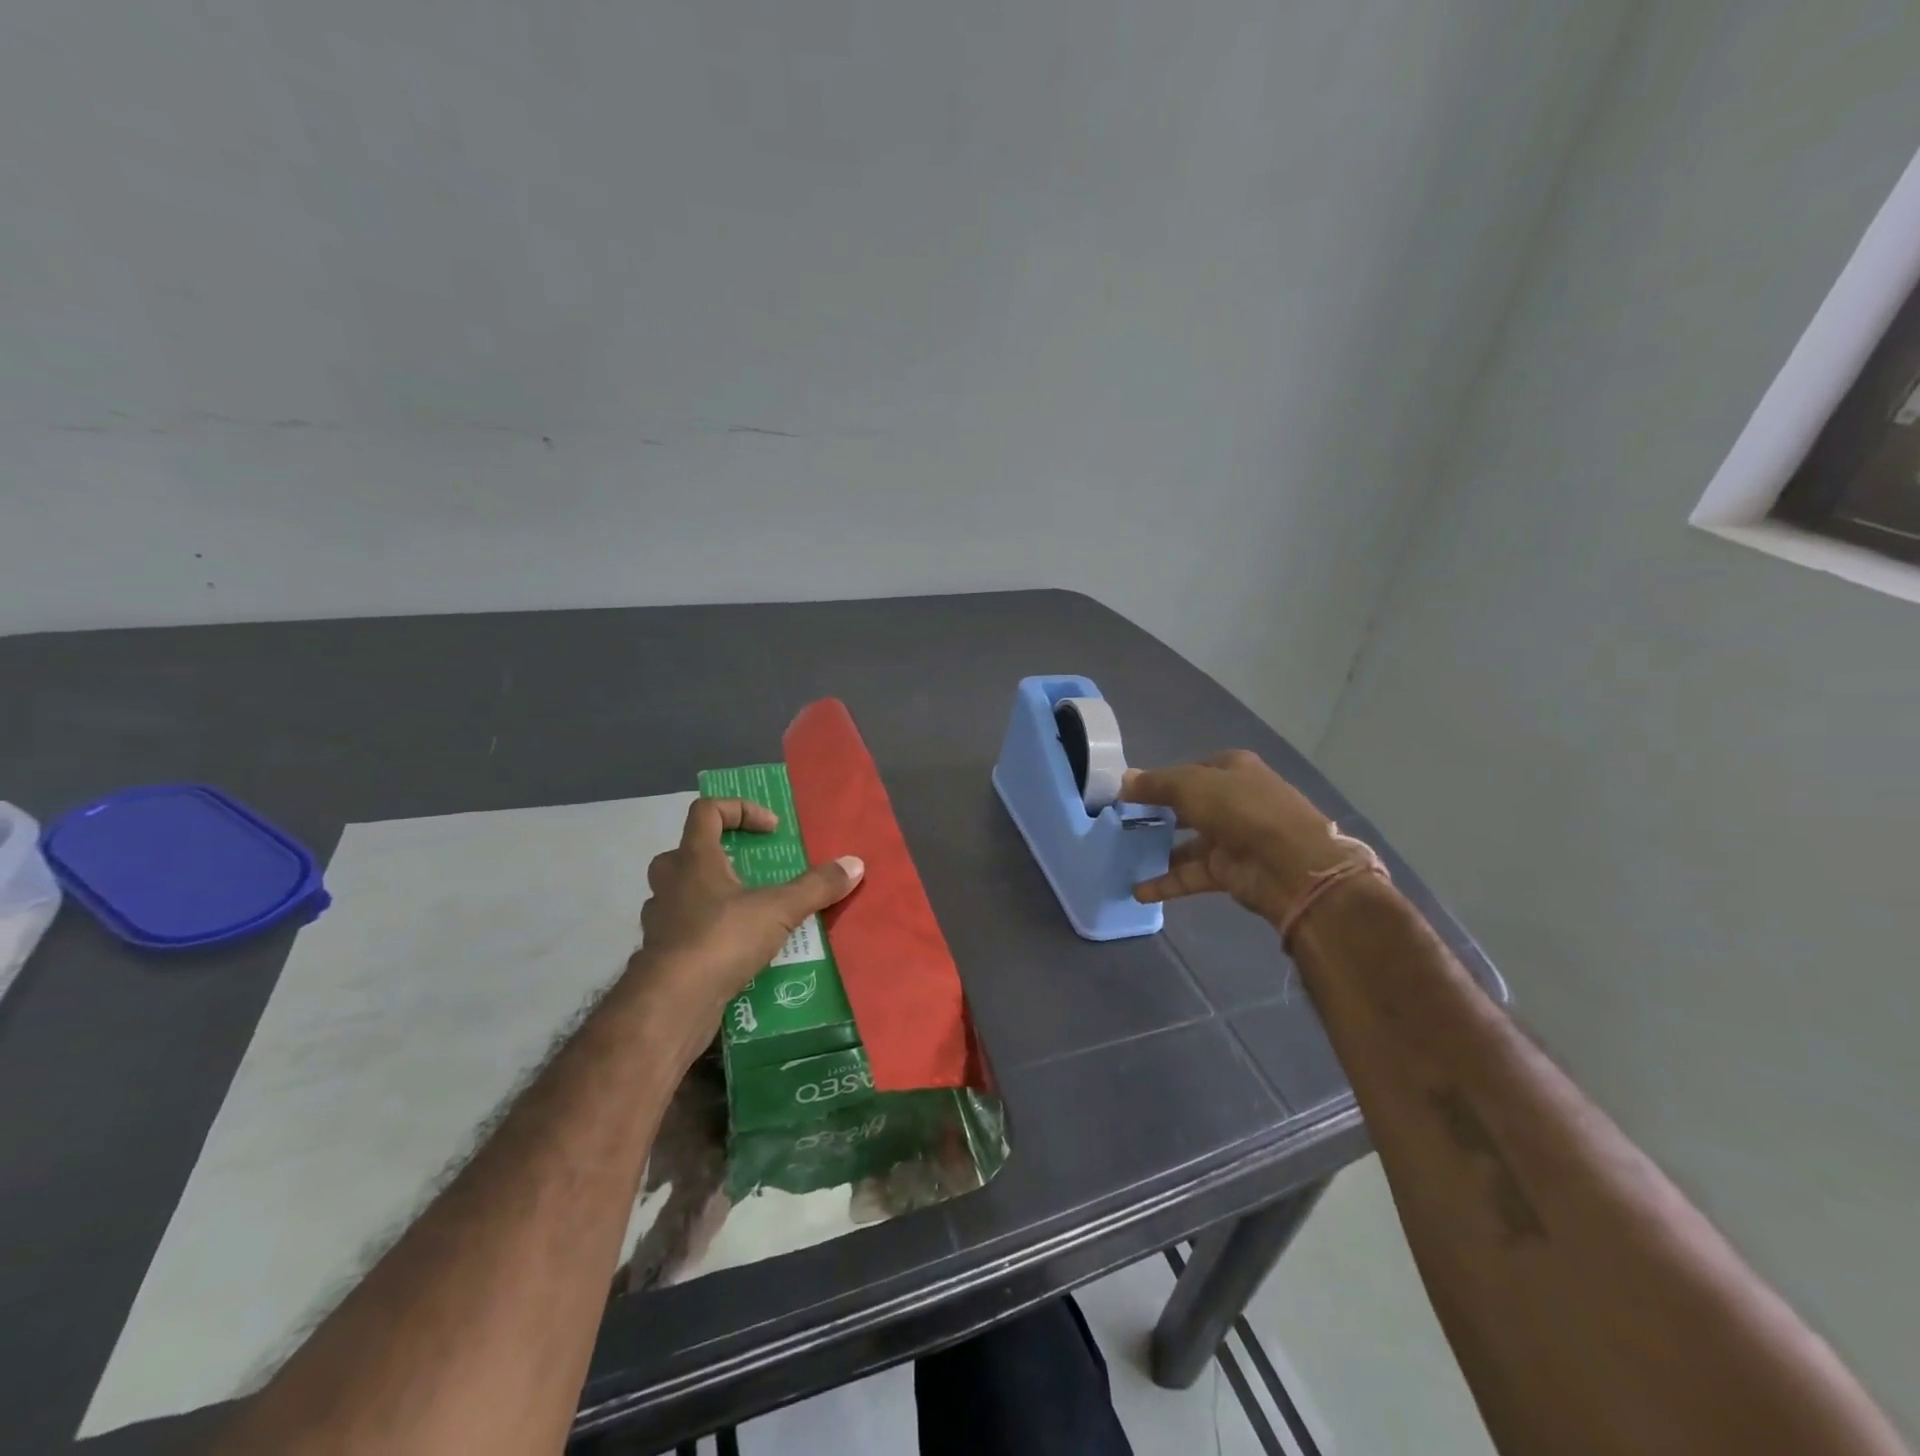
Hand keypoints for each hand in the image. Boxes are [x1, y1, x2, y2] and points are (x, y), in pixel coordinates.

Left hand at [638, 797, 863, 1013]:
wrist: (671, 1004)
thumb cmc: (721, 939)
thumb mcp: (779, 910)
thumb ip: (816, 886)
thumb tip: (855, 864)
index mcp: (694, 859)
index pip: (707, 811)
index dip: (740, 810)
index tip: (771, 830)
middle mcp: (670, 882)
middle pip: (687, 851)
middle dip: (720, 855)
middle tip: (751, 870)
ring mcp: (661, 919)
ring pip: (682, 893)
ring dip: (712, 895)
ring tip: (749, 912)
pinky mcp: (661, 954)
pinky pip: (685, 930)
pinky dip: (708, 932)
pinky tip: (736, 950)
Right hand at [1123, 750, 1367, 926]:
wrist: (1290, 865)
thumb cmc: (1241, 809)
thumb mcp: (1191, 785)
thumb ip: (1155, 784)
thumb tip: (1123, 781)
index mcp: (1232, 770)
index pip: (1190, 771)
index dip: (1161, 780)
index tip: (1129, 793)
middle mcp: (1234, 801)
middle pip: (1188, 806)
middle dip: (1157, 815)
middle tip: (1122, 824)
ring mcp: (1233, 838)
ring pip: (1187, 843)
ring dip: (1158, 850)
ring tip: (1123, 856)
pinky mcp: (1229, 872)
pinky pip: (1191, 875)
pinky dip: (1166, 882)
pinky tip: (1137, 891)